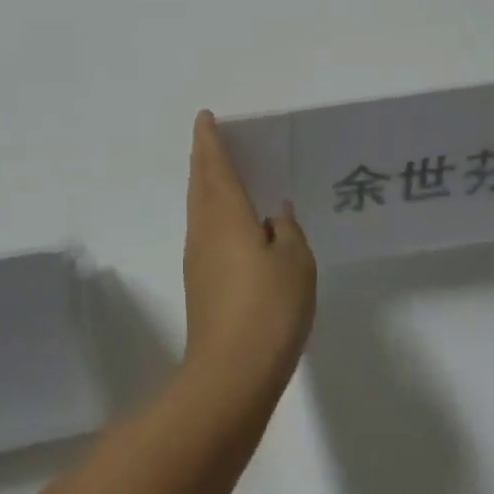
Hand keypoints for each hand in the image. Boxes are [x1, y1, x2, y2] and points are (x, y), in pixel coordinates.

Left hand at [182, 111, 315, 403]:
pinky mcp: (200, 284)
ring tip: (219, 174)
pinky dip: (212, 214)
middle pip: (200, 183)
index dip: (210, 140)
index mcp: (226, 214)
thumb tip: (275, 213)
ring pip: (199, 208)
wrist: (231, 374)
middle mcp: (205, 229)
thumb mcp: (295, 262)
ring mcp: (198, 258)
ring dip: (205, 185)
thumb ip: (287, 231)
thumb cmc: (269, 308)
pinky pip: (204, 231)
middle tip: (209, 139)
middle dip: (203, 158)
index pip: (215, 166)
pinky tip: (230, 225)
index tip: (205, 118)